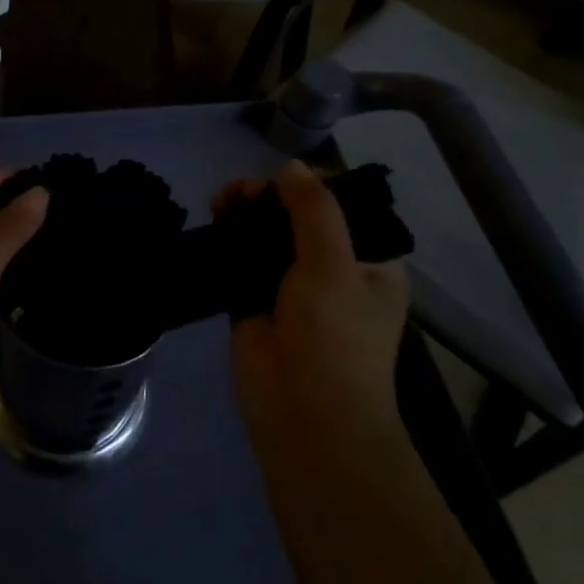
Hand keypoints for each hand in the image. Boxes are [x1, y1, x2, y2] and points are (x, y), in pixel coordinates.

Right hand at [216, 161, 409, 445]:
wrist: (304, 418)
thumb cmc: (334, 339)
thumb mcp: (333, 265)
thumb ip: (314, 210)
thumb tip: (291, 166)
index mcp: (370, 262)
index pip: (344, 206)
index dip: (311, 184)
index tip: (283, 177)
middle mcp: (333, 269)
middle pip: (299, 215)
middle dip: (271, 195)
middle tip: (243, 191)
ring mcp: (290, 285)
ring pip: (266, 232)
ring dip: (246, 210)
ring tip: (223, 198)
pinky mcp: (254, 299)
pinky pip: (240, 256)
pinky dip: (227, 234)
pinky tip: (213, 216)